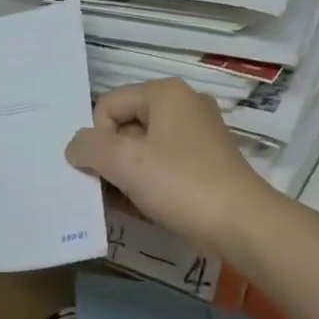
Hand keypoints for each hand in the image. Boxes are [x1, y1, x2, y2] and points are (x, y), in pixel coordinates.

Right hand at [65, 79, 274, 255]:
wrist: (242, 224)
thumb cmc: (181, 184)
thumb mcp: (125, 162)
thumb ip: (89, 148)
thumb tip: (76, 147)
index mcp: (166, 93)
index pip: (107, 105)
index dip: (98, 138)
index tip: (107, 169)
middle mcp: (184, 105)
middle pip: (126, 126)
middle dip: (111, 158)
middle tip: (108, 189)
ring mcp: (199, 134)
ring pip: (144, 149)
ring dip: (127, 175)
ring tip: (124, 203)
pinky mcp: (207, 163)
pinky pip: (164, 166)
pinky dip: (149, 183)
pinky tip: (143, 208)